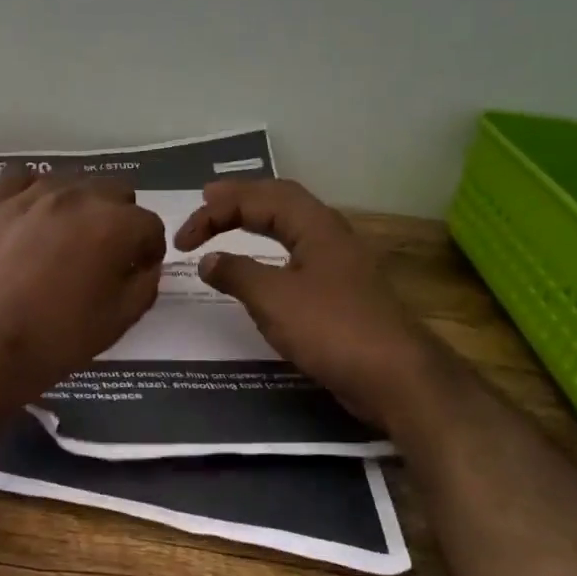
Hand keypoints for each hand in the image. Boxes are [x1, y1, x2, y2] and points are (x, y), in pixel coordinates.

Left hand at [0, 166, 165, 403]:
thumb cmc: (55, 339)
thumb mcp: (118, 321)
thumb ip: (144, 285)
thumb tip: (146, 265)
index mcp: (114, 226)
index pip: (149, 224)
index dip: (149, 249)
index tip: (137, 269)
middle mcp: (77, 197)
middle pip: (115, 192)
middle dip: (119, 220)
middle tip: (103, 255)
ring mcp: (32, 194)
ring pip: (72, 182)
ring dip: (80, 205)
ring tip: (66, 237)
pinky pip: (22, 177)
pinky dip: (34, 190)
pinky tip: (32, 214)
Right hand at [173, 179, 428, 419]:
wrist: (394, 377)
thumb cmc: (331, 329)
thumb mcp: (274, 298)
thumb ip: (237, 273)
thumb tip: (207, 260)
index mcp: (316, 226)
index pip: (259, 199)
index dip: (216, 211)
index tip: (182, 240)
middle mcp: (329, 236)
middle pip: (280, 201)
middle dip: (240, 198)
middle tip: (206, 200)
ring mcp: (338, 264)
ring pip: (292, 226)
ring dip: (257, 219)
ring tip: (229, 221)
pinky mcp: (340, 292)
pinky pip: (297, 255)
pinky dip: (269, 250)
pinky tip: (261, 265)